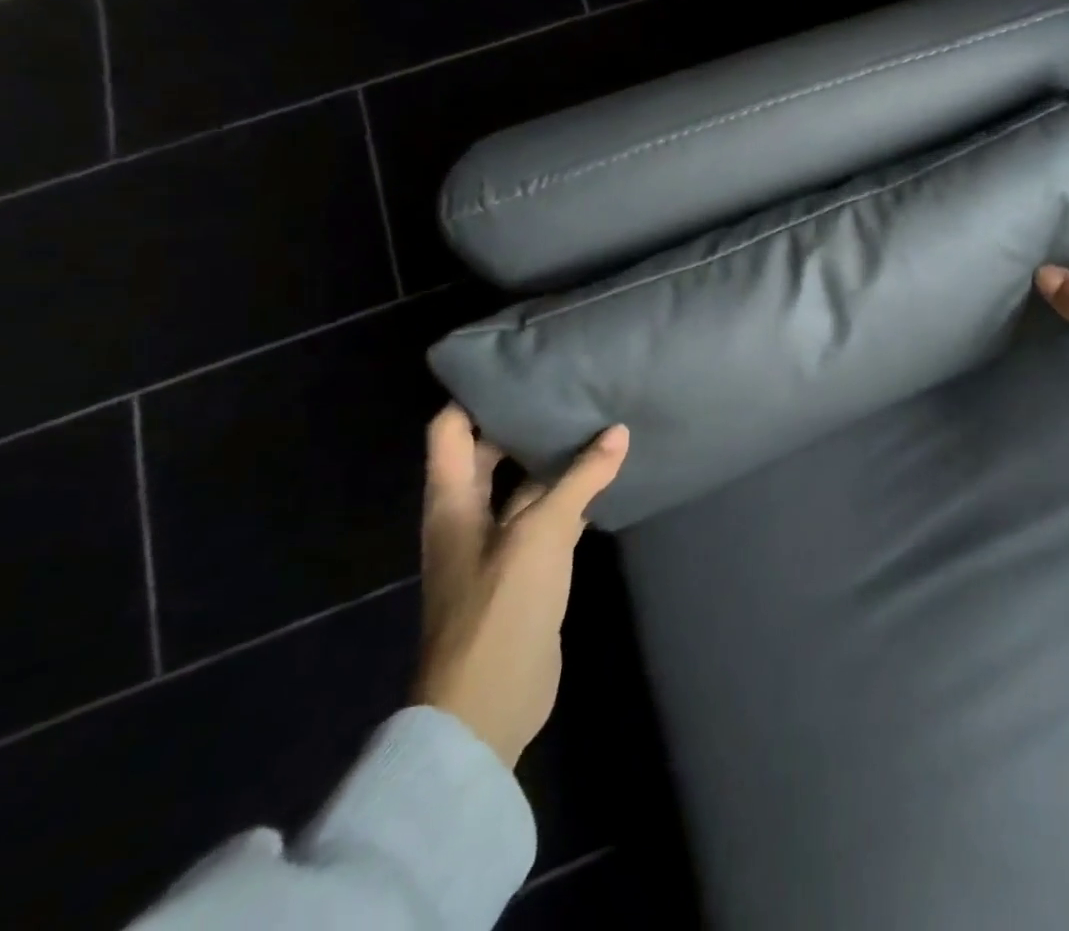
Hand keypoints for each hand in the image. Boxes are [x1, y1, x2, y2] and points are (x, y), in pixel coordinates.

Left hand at [415, 405, 627, 766]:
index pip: (450, 430)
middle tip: (567, 386)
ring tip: (593, 420)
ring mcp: (498, 545)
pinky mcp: (526, 569)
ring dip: (552, 460)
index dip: (473, 396)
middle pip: (488, 453)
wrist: (487, 705)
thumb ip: (580, 480)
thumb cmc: (499, 607)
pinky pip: (548, 517)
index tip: (514, 365)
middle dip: (521, 422)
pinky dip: (571, 494)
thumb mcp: (541, 533)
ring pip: (523, 486)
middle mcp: (469, 516)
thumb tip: (618, 432)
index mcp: (452, 501)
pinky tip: (604, 475)